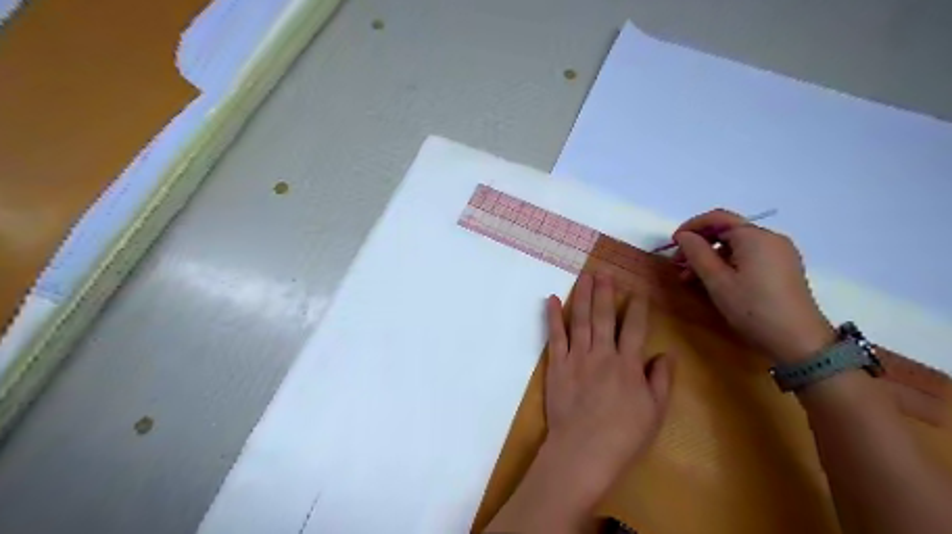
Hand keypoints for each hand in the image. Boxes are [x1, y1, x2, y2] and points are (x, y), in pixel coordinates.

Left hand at [547, 273, 671, 489]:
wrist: (583, 451)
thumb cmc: (624, 436)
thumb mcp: (655, 412)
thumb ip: (661, 380)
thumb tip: (665, 353)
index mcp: (628, 364)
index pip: (634, 328)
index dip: (637, 308)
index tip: (637, 291)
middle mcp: (602, 353)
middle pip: (604, 316)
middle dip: (605, 292)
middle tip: (605, 273)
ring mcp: (577, 357)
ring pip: (580, 319)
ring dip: (582, 295)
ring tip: (584, 276)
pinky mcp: (556, 365)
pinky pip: (555, 335)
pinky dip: (553, 316)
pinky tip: (551, 299)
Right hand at [669, 209, 834, 362]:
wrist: (798, 340)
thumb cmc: (752, 307)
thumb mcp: (717, 281)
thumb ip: (697, 253)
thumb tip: (684, 236)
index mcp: (754, 236)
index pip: (717, 217)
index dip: (691, 227)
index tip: (673, 244)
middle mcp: (770, 238)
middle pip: (727, 231)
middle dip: (699, 245)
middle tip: (679, 266)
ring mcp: (780, 253)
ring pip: (736, 246)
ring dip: (711, 257)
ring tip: (692, 279)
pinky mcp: (784, 268)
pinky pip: (749, 257)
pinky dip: (728, 264)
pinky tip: (716, 282)